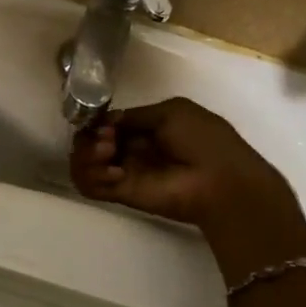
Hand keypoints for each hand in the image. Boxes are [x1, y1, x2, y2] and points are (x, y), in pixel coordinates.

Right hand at [69, 97, 305, 279]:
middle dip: (90, 136)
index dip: (99, 120)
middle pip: (90, 141)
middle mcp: (131, 149)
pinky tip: (115, 173)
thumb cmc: (203, 141)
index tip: (103, 122)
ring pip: (84, 162)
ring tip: (108, 154)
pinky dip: (91, 176)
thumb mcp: (173, 111)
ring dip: (87, 155)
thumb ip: (137, 115)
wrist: (221, 181)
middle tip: (107, 140)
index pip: (108, 123)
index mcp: (146, 128)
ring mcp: (124, 172)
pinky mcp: (122, 195)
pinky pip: (89, 186)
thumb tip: (107, 121)